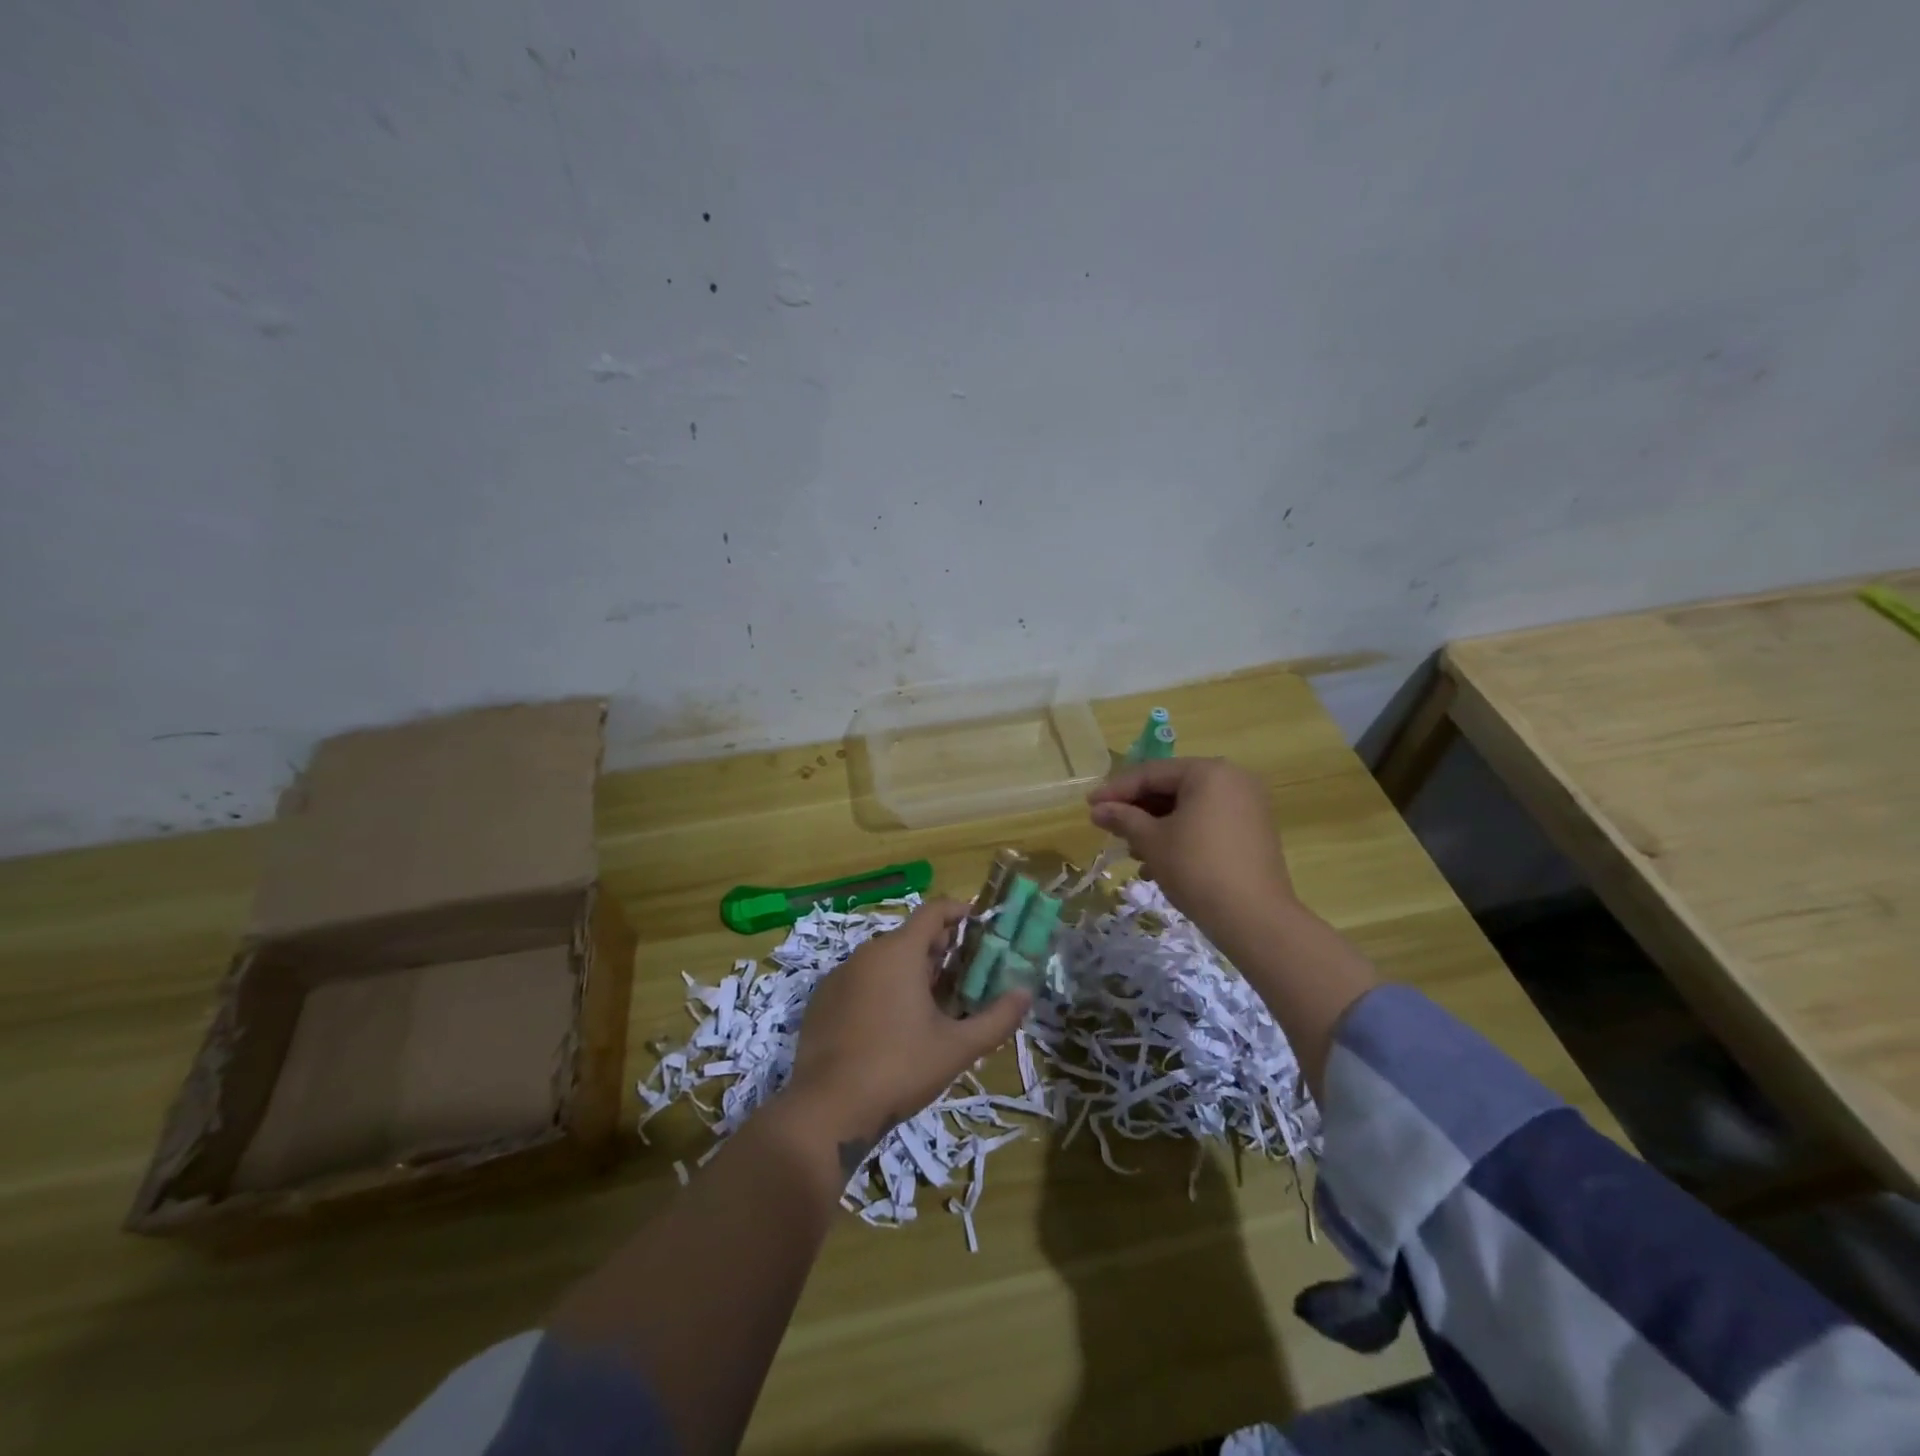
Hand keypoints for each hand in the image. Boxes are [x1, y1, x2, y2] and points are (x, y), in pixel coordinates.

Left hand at [785, 900, 1031, 1146]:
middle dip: (939, 948)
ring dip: (911, 970)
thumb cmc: (900, 1068)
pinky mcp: (822, 1001)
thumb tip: (1026, 993)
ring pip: (883, 960)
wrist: (828, 1109)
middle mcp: (867, 953)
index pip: (933, 911)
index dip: (958, 912)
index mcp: (899, 952)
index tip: (978, 924)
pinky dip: (882, 988)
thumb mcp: (957, 1047)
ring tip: (933, 1001)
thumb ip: (997, 1018)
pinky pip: (861, 981)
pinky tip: (893, 1023)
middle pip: (910, 936)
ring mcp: (839, 976)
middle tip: (964, 972)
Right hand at [1087, 757, 1295, 939]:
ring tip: (1132, 852)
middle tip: (1108, 826)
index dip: (1116, 790)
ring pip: (1189, 808)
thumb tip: (1097, 809)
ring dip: (1156, 826)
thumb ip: (1123, 818)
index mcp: (1208, 772)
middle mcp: (1233, 780)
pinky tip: (1159, 864)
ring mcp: (1248, 806)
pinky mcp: (1253, 832)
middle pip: (1172, 788)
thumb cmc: (1197, 868)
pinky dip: (1181, 836)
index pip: (1151, 773)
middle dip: (1137, 810)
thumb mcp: (1152, 841)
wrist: (1254, 919)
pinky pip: (1207, 823)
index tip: (1089, 805)